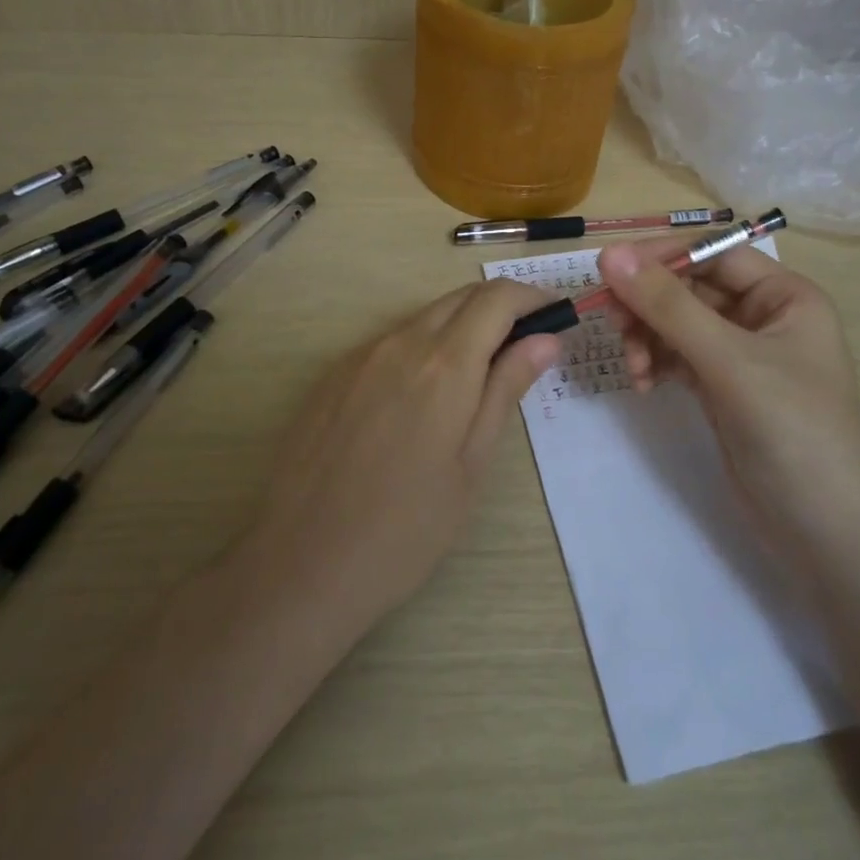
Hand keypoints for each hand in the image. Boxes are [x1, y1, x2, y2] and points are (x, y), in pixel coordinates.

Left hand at [243, 279, 560, 631]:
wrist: (302, 562)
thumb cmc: (406, 528)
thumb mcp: (471, 464)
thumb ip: (505, 390)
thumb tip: (544, 339)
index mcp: (444, 364)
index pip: (498, 299)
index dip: (533, 297)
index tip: (557, 314)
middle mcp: (401, 343)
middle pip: (461, 298)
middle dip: (501, 307)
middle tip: (527, 344)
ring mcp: (360, 356)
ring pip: (425, 317)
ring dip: (462, 326)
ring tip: (480, 373)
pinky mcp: (333, 375)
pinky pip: (391, 341)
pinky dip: (423, 346)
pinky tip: (423, 396)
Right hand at [597, 237, 859, 563]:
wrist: (827, 538)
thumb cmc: (794, 434)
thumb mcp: (730, 363)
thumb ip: (669, 307)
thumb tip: (610, 255)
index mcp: (784, 296)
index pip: (712, 254)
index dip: (661, 257)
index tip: (609, 271)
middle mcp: (763, 317)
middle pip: (690, 288)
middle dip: (649, 304)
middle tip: (611, 322)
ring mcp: (742, 356)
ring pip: (677, 323)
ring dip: (647, 337)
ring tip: (634, 368)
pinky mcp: (723, 389)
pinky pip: (678, 357)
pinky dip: (656, 363)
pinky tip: (644, 383)